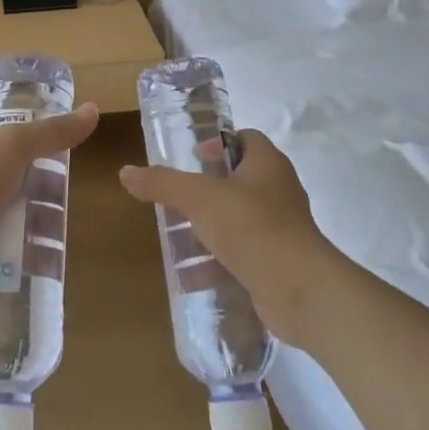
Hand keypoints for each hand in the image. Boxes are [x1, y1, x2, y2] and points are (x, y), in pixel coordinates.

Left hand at [0, 103, 99, 315]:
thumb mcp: (12, 146)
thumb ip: (51, 132)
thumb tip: (92, 110)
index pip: (0, 139)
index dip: (30, 144)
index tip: (61, 156)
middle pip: (10, 180)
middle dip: (39, 190)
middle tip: (66, 200)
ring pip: (10, 217)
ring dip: (35, 225)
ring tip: (62, 233)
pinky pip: (4, 251)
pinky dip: (25, 255)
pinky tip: (49, 261)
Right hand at [118, 130, 344, 346]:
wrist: (301, 291)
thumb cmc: (252, 228)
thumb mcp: (199, 198)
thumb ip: (163, 183)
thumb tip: (126, 172)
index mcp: (267, 164)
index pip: (245, 138)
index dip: (218, 143)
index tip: (193, 159)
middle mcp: (278, 191)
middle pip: (238, 180)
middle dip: (204, 192)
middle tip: (176, 201)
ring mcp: (281, 229)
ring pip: (238, 220)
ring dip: (207, 229)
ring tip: (177, 239)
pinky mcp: (278, 262)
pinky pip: (242, 254)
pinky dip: (218, 262)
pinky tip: (192, 276)